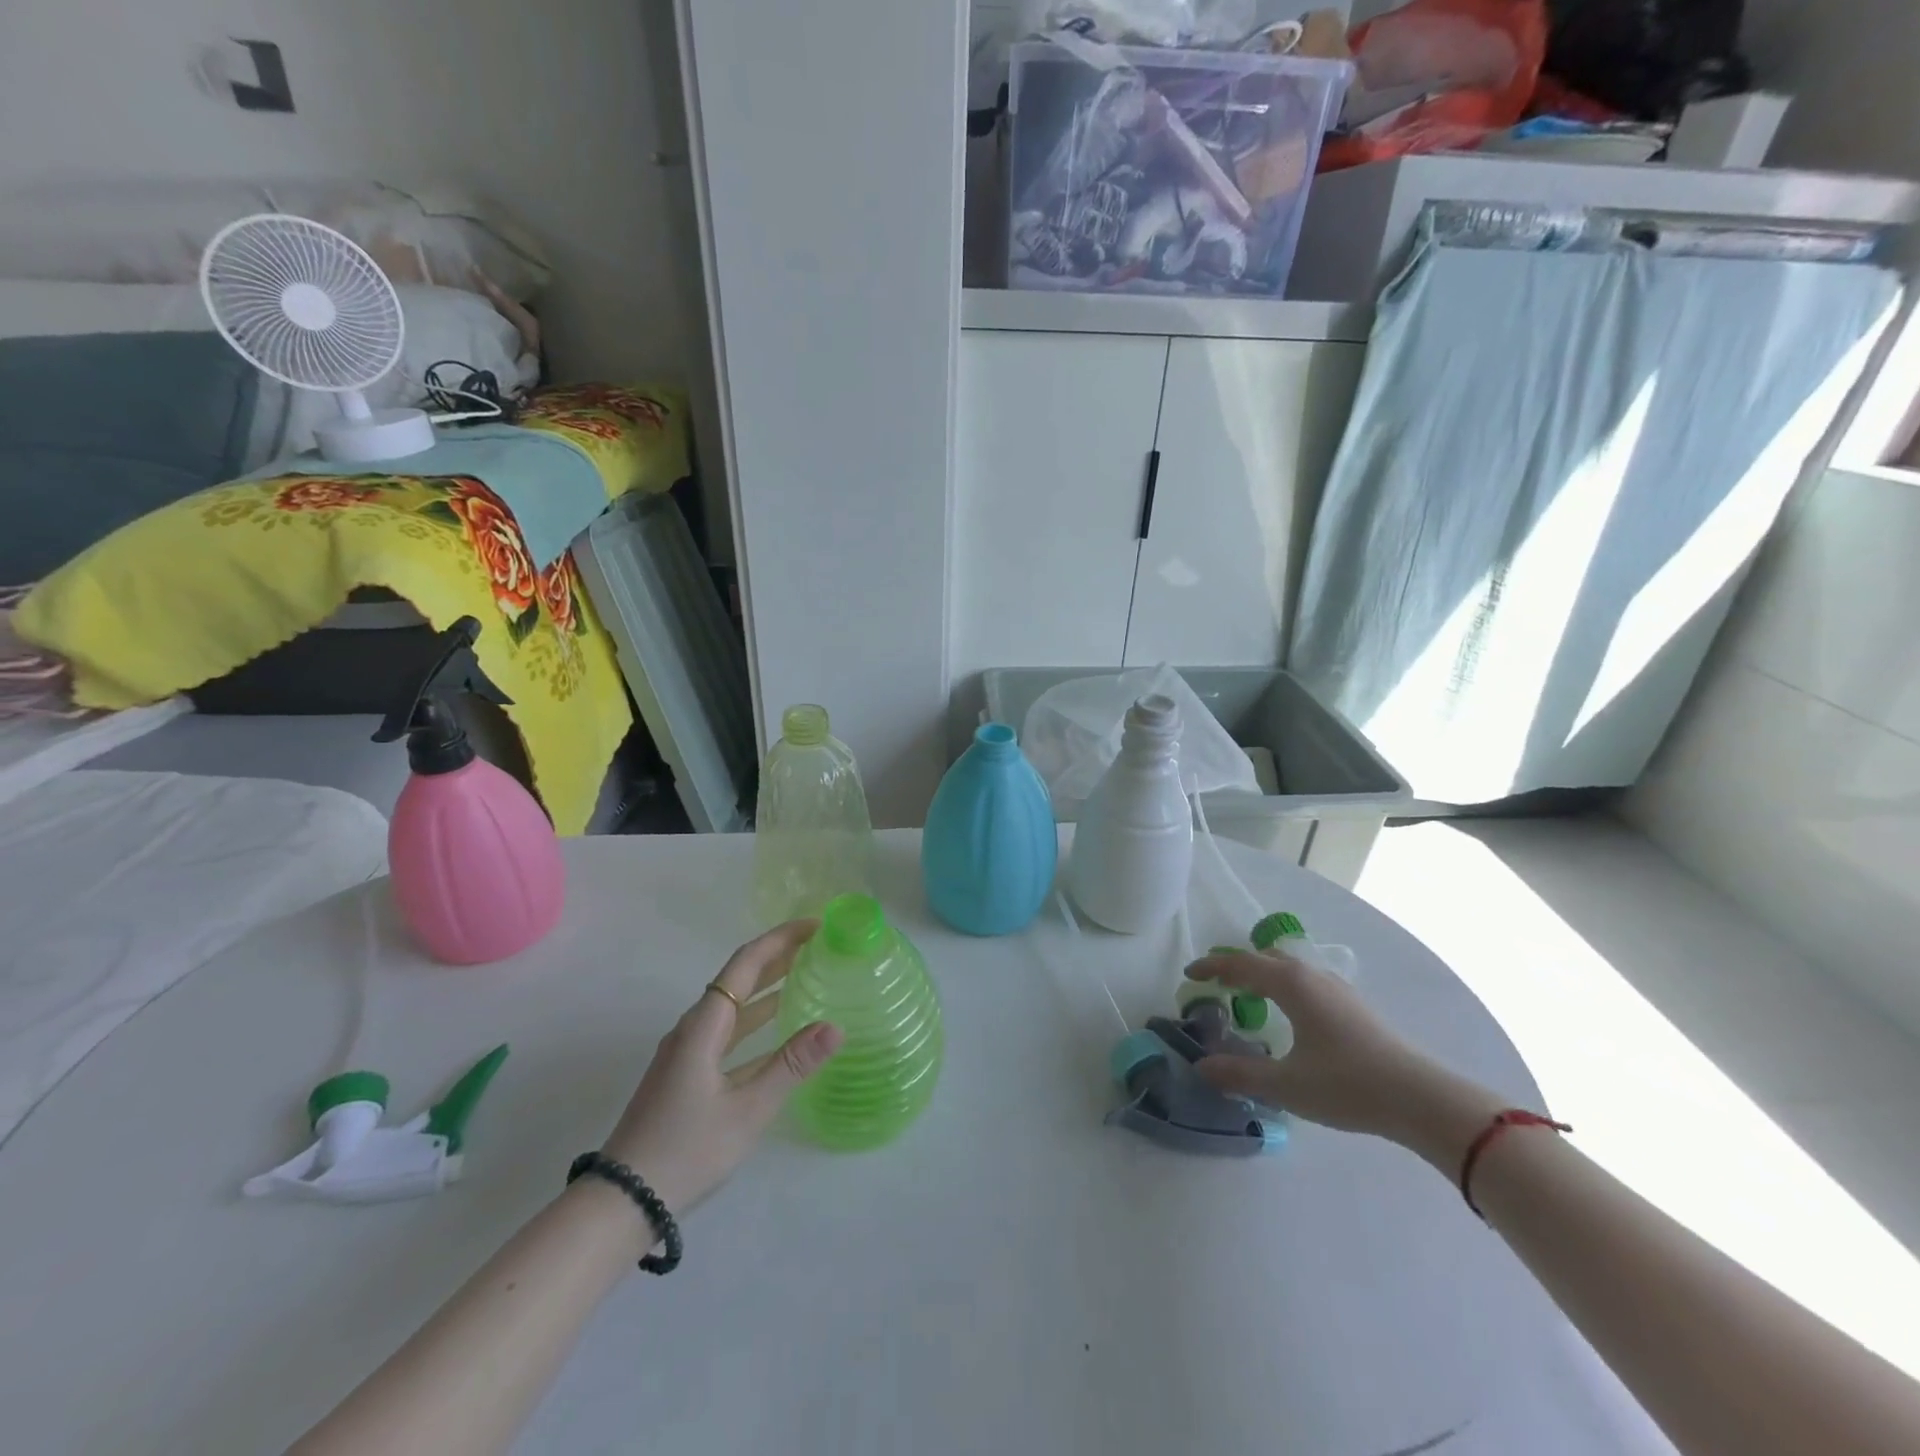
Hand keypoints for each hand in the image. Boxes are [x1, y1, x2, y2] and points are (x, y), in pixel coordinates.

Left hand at [600, 920, 842, 1213]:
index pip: (745, 964)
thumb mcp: (748, 1110)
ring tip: (806, 976)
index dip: (780, 939)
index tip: (815, 926)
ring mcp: (687, 1052)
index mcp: (704, 1026)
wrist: (622, 1202)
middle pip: (739, 979)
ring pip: (734, 1007)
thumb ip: (791, 1065)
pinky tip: (779, 1031)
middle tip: (818, 945)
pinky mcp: (686, 1074)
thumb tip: (836, 1026)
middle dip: (778, 957)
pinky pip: (728, 1032)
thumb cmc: (687, 1151)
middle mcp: (693, 1029)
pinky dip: (756, 1022)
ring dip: (768, 987)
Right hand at [1187, 950, 1505, 1167]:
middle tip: (1215, 982)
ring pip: (1289, 967)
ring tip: (1248, 996)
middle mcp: (1312, 976)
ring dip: (1263, 974)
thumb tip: (1201, 1066)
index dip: (1212, 967)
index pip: (1241, 965)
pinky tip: (1290, 1014)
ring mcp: (1337, 989)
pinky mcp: (1354, 1006)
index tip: (1189, 974)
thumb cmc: (1347, 1085)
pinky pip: (1306, 981)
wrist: (1422, 1099)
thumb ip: (1240, 1073)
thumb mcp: (1286, 1084)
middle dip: (1237, 965)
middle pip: (1265, 958)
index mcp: (1290, 984)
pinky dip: (1284, 985)